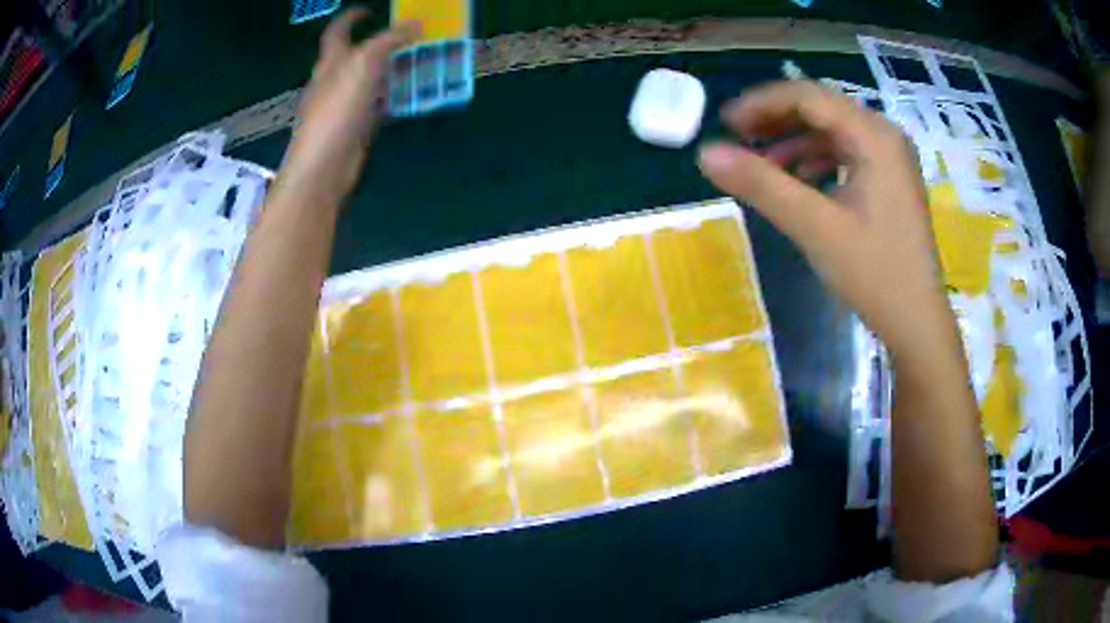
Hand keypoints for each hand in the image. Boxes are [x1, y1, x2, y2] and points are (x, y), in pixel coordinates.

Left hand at [279, 9, 417, 204]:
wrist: (324, 167)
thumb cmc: (337, 110)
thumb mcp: (363, 65)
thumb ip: (389, 41)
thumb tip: (416, 24)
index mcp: (330, 62)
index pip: (337, 32)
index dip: (351, 18)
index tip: (370, 10)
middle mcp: (333, 81)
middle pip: (355, 55)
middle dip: (379, 44)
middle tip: (410, 38)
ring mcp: (343, 106)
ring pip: (368, 80)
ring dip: (390, 70)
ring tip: (418, 62)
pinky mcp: (354, 129)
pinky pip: (375, 105)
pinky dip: (391, 98)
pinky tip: (409, 98)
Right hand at [698, 81, 950, 356]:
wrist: (917, 323)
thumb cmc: (875, 275)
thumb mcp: (815, 227)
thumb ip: (761, 184)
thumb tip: (705, 153)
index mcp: (874, 136)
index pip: (808, 97)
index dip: (761, 103)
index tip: (724, 125)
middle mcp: (885, 135)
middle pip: (821, 109)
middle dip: (776, 120)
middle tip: (738, 139)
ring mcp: (890, 158)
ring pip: (832, 131)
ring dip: (793, 141)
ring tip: (761, 164)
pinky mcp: (890, 179)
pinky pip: (846, 153)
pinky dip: (815, 160)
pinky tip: (797, 182)